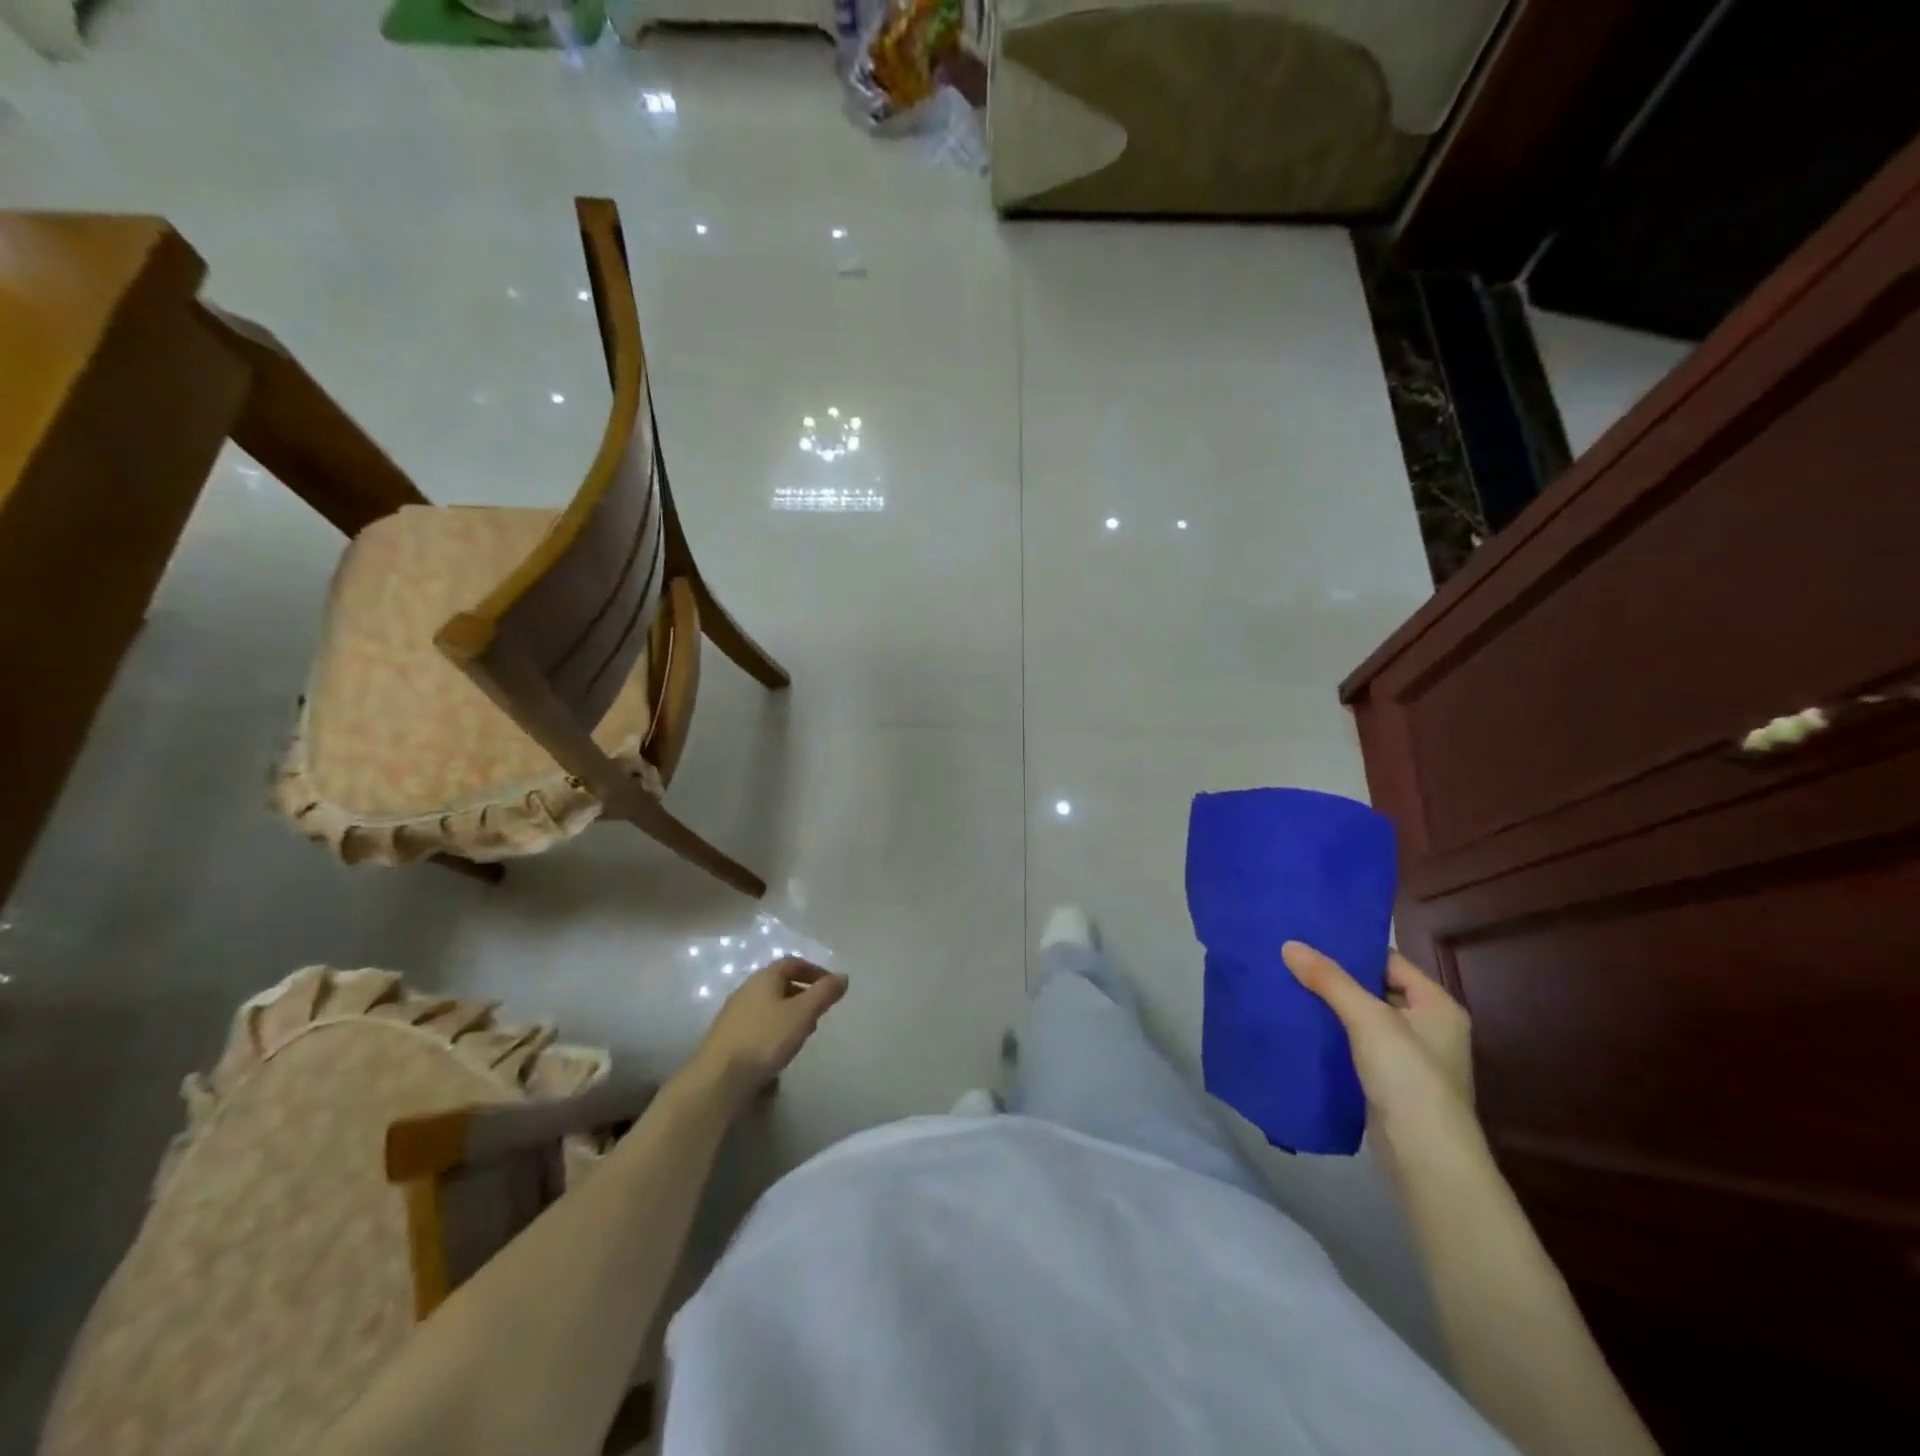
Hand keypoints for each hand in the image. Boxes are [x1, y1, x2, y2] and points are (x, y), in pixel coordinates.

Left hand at [688, 958, 848, 1111]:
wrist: (718, 1080)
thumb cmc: (765, 1039)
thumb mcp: (802, 1014)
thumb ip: (824, 993)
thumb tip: (842, 976)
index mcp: (764, 978)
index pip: (792, 963)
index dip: (814, 971)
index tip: (832, 987)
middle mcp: (746, 990)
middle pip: (779, 984)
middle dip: (802, 994)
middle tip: (820, 1012)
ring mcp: (733, 1015)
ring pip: (768, 1006)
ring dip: (788, 1014)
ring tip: (803, 1034)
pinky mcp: (727, 1039)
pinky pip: (757, 1026)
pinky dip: (774, 1031)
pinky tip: (779, 1052)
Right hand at [1282, 942, 1480, 1173]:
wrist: (1426, 1159)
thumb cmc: (1408, 1077)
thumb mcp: (1368, 1018)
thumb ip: (1329, 980)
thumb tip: (1289, 944)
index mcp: (1437, 1005)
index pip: (1389, 961)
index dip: (1352, 948)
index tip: (1310, 936)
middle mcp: (1429, 1027)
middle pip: (1375, 988)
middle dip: (1335, 977)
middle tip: (1292, 958)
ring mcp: (1409, 1057)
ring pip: (1362, 1019)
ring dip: (1331, 1006)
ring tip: (1288, 985)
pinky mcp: (1389, 1082)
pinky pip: (1356, 1045)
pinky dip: (1333, 1034)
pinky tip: (1301, 1025)